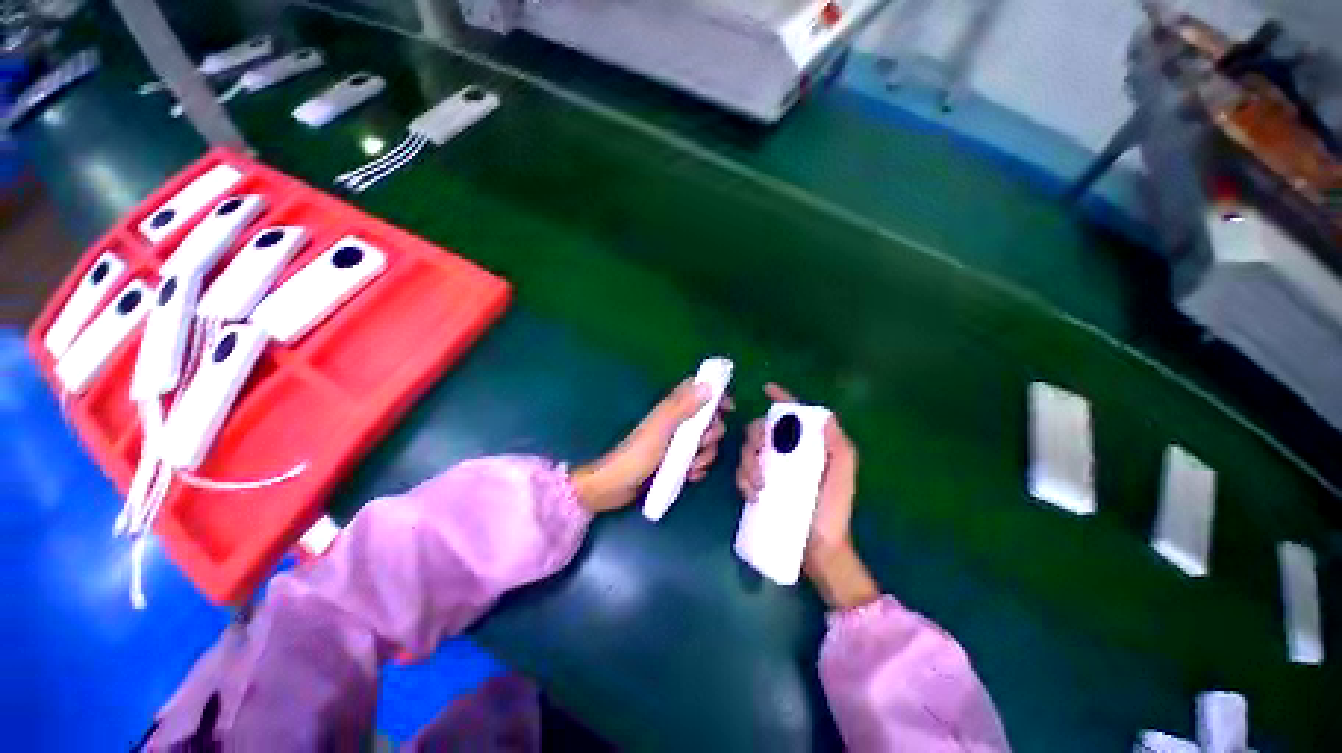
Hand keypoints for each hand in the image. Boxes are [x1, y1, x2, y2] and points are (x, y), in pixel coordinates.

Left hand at [572, 380, 730, 513]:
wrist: (615, 488)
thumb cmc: (636, 455)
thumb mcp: (661, 429)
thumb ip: (683, 407)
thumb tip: (707, 385)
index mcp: (671, 409)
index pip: (697, 391)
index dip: (715, 395)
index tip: (728, 408)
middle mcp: (676, 423)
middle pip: (708, 420)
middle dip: (711, 434)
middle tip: (700, 445)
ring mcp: (677, 444)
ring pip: (705, 443)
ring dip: (705, 456)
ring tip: (690, 467)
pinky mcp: (676, 463)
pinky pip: (698, 461)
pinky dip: (698, 469)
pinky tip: (689, 477)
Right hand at [736, 384, 875, 608]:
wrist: (819, 549)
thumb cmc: (834, 509)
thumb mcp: (842, 476)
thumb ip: (839, 446)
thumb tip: (826, 416)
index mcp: (807, 444)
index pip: (793, 414)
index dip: (781, 399)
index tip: (767, 389)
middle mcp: (786, 451)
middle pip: (761, 429)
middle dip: (755, 438)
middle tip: (759, 454)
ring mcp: (769, 468)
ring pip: (746, 450)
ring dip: (748, 463)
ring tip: (759, 486)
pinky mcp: (757, 485)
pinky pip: (741, 473)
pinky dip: (743, 480)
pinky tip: (752, 495)